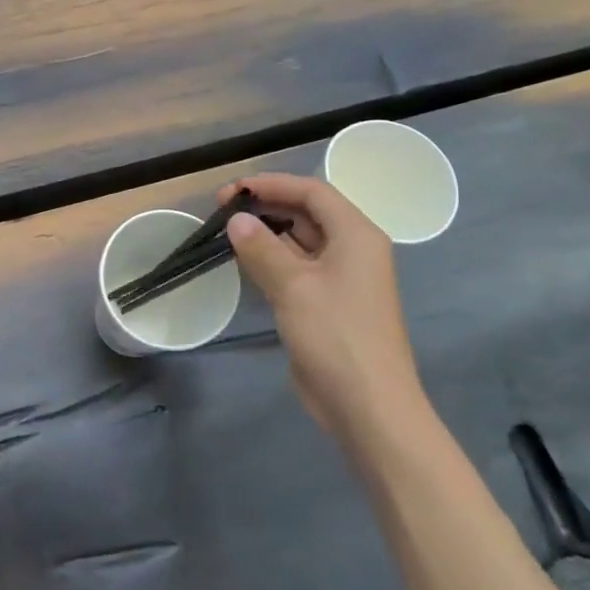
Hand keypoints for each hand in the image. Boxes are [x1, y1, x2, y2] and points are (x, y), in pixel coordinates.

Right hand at [221, 173, 428, 440]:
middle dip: (266, 206)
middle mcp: (352, 249)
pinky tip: (243, 262)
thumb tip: (236, 221)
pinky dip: (271, 259)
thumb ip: (262, 248)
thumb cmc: (336, 336)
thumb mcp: (294, 286)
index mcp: (356, 235)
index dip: (272, 184)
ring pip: (299, 240)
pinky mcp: (327, 303)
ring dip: (266, 233)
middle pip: (307, 212)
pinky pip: (296, 268)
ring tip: (226, 232)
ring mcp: (341, 278)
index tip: (232, 191)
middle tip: (222, 211)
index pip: (312, 192)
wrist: (367, 405)